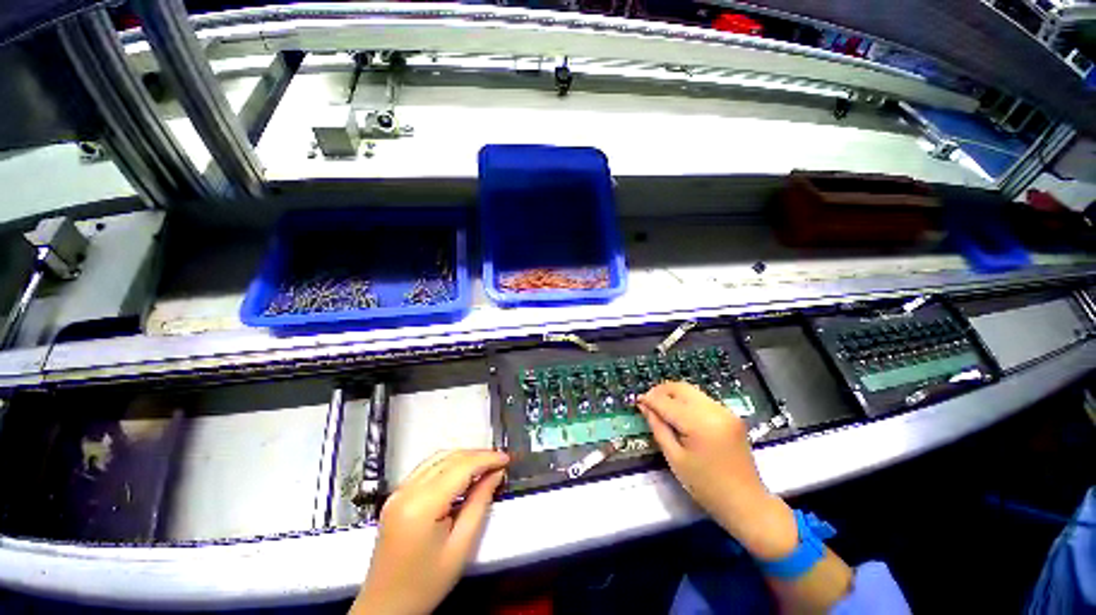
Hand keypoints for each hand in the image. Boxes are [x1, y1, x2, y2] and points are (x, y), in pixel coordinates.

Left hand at [351, 449, 509, 614]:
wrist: (385, 607)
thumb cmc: (426, 583)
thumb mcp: (461, 547)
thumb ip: (480, 504)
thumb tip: (496, 474)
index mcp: (421, 506)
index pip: (460, 467)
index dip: (486, 459)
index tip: (507, 459)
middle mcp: (406, 491)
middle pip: (449, 458)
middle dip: (477, 455)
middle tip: (499, 461)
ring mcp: (398, 492)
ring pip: (437, 458)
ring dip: (463, 457)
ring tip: (485, 465)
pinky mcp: (396, 496)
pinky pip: (427, 468)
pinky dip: (448, 464)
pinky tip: (462, 472)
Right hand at [637, 382, 796, 560]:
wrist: (746, 503)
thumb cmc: (706, 487)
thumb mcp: (675, 458)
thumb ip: (658, 427)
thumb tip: (644, 407)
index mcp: (700, 423)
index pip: (667, 402)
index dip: (649, 399)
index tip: (637, 400)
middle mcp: (714, 410)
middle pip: (681, 388)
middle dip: (661, 391)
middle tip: (647, 402)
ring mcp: (725, 411)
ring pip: (691, 391)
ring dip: (673, 394)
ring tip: (660, 407)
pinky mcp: (731, 415)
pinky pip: (702, 399)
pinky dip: (687, 401)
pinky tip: (679, 413)